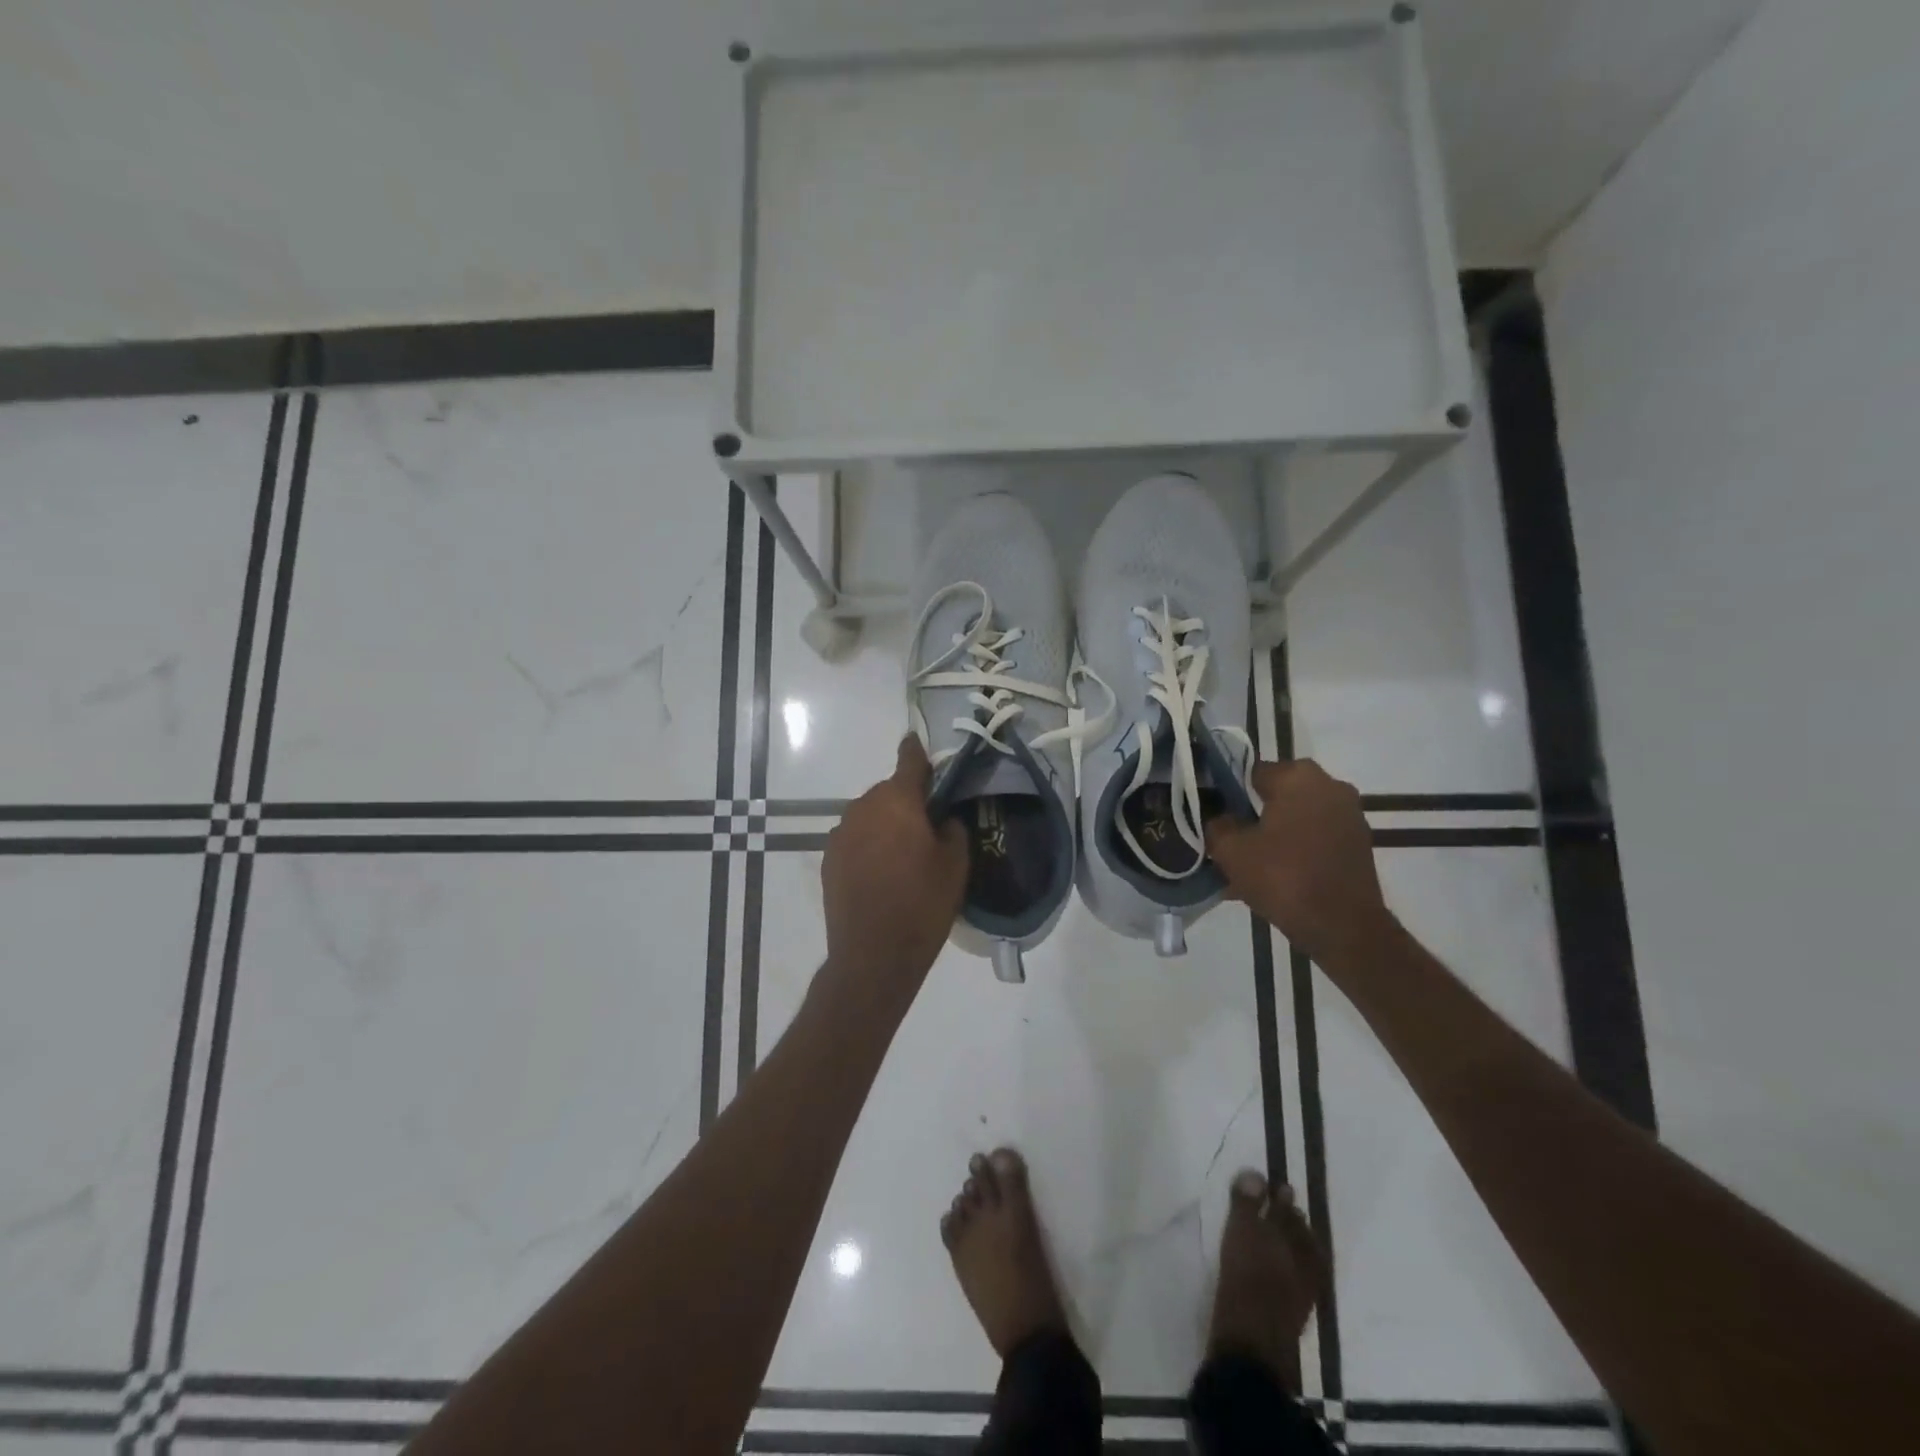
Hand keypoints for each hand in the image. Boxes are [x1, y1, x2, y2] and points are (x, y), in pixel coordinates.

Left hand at [820, 735, 968, 1007]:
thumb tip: (942, 818)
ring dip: (886, 825)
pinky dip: (868, 845)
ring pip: (870, 816)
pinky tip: (881, 873)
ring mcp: (840, 833)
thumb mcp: (955, 865)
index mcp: (897, 801)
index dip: (917, 752)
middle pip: (889, 792)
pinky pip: (855, 838)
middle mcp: (863, 807)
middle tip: (928, 828)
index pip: (909, 761)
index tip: (919, 743)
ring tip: (903, 857)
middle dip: (907, 802)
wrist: (873, 956)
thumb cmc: (922, 905)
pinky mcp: (828, 858)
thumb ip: (951, 828)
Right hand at [1207, 760, 1395, 970]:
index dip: (1226, 793)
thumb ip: (1217, 824)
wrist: (1344, 928)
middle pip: (1275, 795)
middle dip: (1252, 816)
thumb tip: (1219, 818)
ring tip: (1248, 866)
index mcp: (1298, 776)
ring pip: (1295, 818)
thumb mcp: (1231, 850)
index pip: (1250, 772)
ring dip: (1273, 835)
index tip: (1212, 816)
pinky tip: (1273, 877)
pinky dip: (1294, 851)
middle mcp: (1330, 785)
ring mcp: (1349, 815)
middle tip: (1229, 843)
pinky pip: (1314, 838)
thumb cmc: (1284, 877)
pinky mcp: (1358, 844)